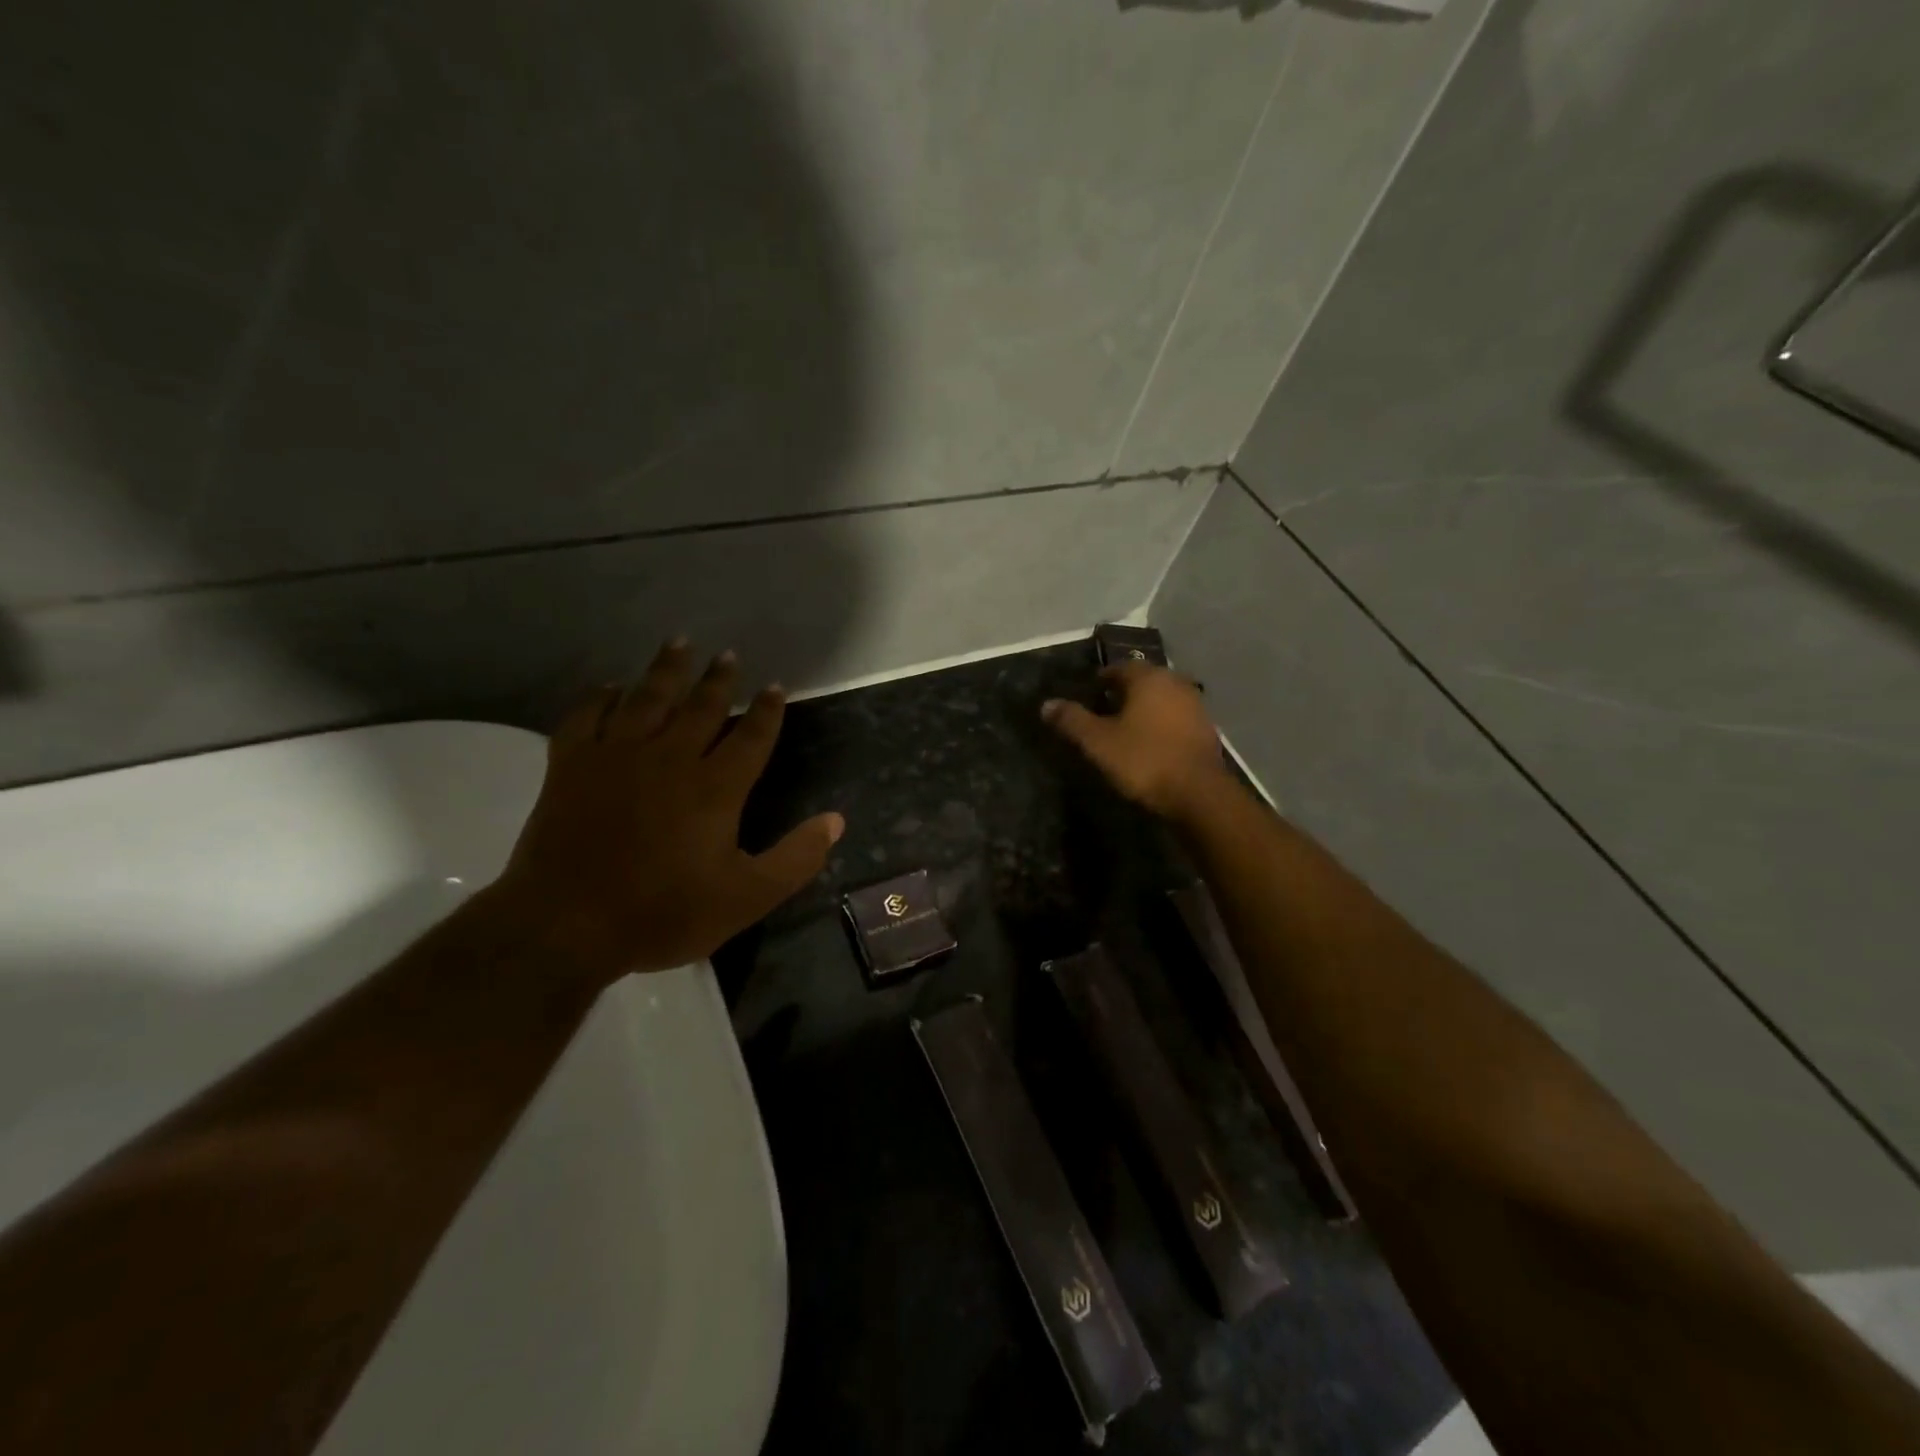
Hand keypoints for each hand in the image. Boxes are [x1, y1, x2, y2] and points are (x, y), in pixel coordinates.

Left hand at [487, 639, 844, 982]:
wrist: (565, 925)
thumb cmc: (662, 913)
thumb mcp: (746, 898)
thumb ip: (795, 859)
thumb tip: (836, 821)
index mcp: (715, 787)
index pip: (751, 737)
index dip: (767, 711)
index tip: (776, 687)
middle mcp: (669, 758)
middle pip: (700, 707)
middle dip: (719, 680)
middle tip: (729, 655)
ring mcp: (616, 756)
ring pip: (647, 698)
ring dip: (666, 670)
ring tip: (680, 643)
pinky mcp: (570, 765)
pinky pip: (586, 717)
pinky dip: (599, 698)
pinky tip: (610, 687)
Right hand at [1042, 662, 1234, 821]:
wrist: (1198, 793)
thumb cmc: (1144, 760)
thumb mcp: (1098, 742)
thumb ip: (1072, 720)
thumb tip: (1046, 704)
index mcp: (1148, 678)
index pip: (1119, 667)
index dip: (1101, 680)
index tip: (1088, 694)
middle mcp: (1174, 682)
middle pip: (1143, 680)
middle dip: (1123, 692)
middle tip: (1103, 710)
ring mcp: (1195, 705)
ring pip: (1162, 698)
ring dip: (1144, 707)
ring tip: (1125, 727)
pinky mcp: (1206, 728)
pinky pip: (1176, 716)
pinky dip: (1161, 722)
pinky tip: (1150, 741)